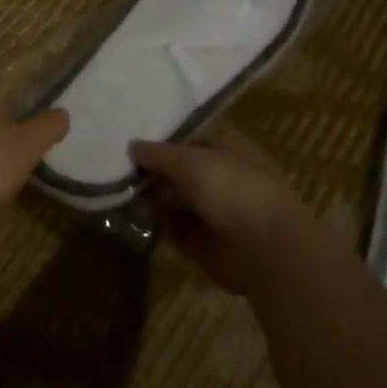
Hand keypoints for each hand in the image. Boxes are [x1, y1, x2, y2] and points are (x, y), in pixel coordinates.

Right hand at [130, 135, 312, 292]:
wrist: (263, 248)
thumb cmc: (231, 188)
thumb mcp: (188, 161)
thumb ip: (158, 154)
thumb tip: (132, 146)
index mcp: (227, 148)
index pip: (191, 138)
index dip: (164, 140)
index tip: (134, 141)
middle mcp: (221, 177)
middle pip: (181, 171)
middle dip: (155, 172)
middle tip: (123, 170)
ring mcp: (215, 211)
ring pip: (177, 200)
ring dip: (155, 198)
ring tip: (124, 192)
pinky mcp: (207, 243)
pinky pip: (177, 229)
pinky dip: (161, 225)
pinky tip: (138, 217)